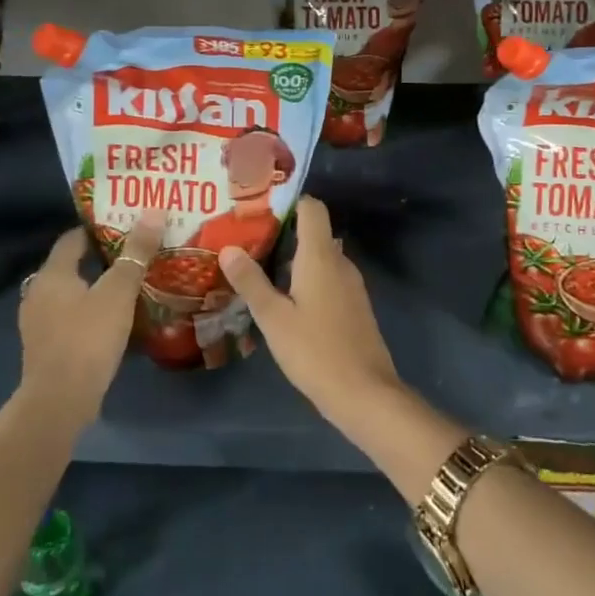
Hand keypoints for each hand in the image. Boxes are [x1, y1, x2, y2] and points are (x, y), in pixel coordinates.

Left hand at [16, 211, 164, 428]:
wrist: (59, 401)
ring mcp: (38, 321)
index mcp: (52, 273)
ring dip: (96, 286)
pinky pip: (70, 316)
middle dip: (101, 257)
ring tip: (129, 283)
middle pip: (71, 264)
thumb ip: (136, 253)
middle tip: (134, 251)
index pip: (73, 238)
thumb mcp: (118, 292)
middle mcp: (39, 292)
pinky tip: (113, 316)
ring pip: (71, 292)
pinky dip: (89, 310)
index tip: (126, 224)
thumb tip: (154, 211)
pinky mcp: (45, 346)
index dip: (98, 228)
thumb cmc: (88, 338)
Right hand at [218, 196, 398, 431]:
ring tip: (258, 268)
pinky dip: (307, 280)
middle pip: (314, 233)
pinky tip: (284, 300)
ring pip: (320, 259)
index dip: (289, 202)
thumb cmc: (315, 351)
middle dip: (283, 233)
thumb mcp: (274, 318)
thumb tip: (228, 248)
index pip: (312, 208)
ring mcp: (351, 286)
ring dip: (293, 260)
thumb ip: (251, 281)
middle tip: (246, 240)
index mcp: (321, 257)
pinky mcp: (354, 307)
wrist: (366, 394)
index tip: (259, 207)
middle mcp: (340, 263)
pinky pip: (328, 279)